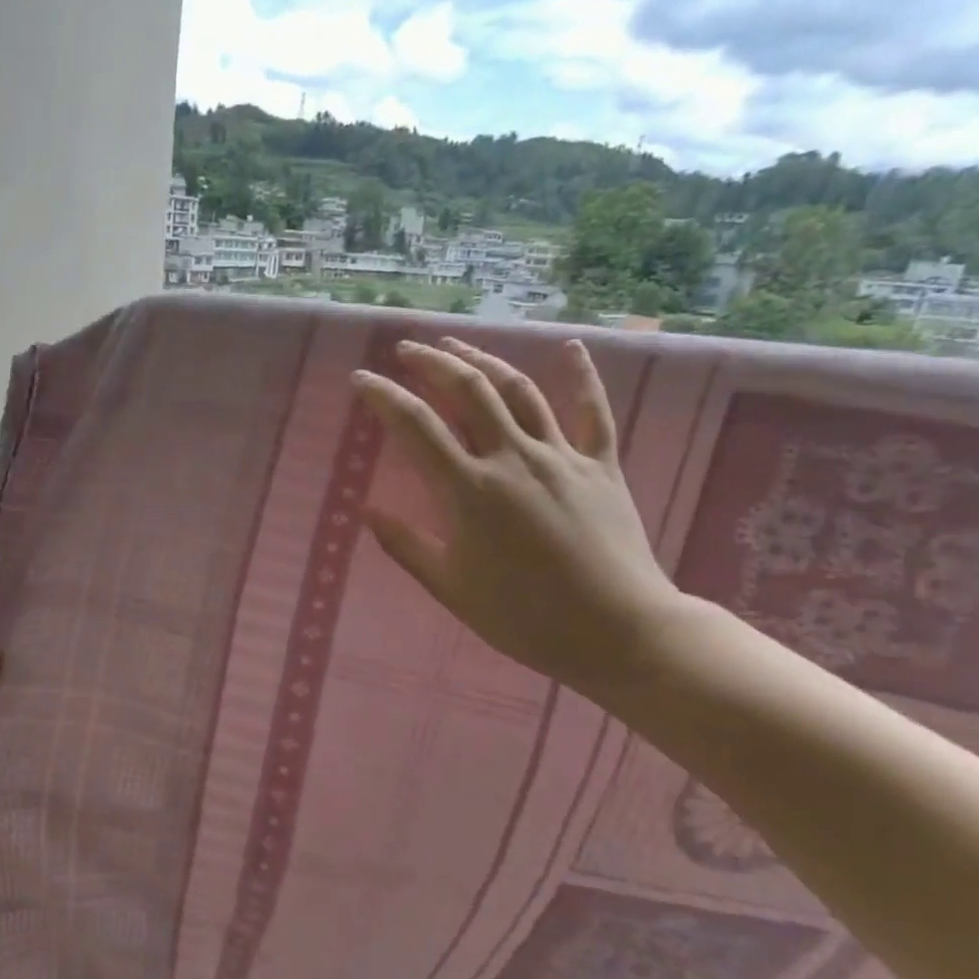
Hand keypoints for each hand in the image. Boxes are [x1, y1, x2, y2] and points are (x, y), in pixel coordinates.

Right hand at [353, 337, 683, 696]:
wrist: (618, 633)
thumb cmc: (524, 617)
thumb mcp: (450, 587)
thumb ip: (405, 545)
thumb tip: (366, 510)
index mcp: (469, 491)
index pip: (415, 426)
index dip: (383, 396)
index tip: (360, 378)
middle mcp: (513, 459)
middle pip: (468, 391)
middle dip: (432, 362)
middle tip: (406, 349)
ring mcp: (562, 457)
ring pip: (519, 391)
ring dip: (484, 361)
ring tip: (456, 346)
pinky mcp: (602, 466)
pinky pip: (594, 412)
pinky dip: (581, 377)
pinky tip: (570, 347)